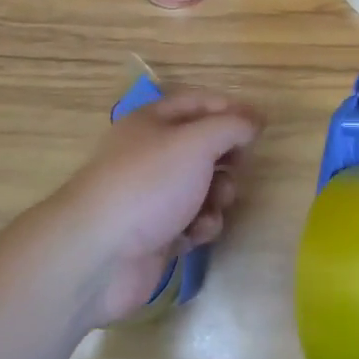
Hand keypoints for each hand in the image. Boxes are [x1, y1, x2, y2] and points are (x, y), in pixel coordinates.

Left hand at [57, 90, 262, 324]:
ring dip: (217, 195)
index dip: (231, 110)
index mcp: (153, 121)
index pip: (200, 103)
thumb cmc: (148, 184)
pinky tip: (196, 233)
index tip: (260, 126)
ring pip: (203, 186)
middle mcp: (152, 153)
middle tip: (239, 167)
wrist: (98, 255)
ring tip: (215, 204)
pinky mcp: (156, 233)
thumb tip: (253, 120)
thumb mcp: (196, 142)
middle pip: (204, 146)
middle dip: (227, 158)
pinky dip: (200, 225)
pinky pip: (192, 221)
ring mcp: (153, 195)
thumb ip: (231, 126)